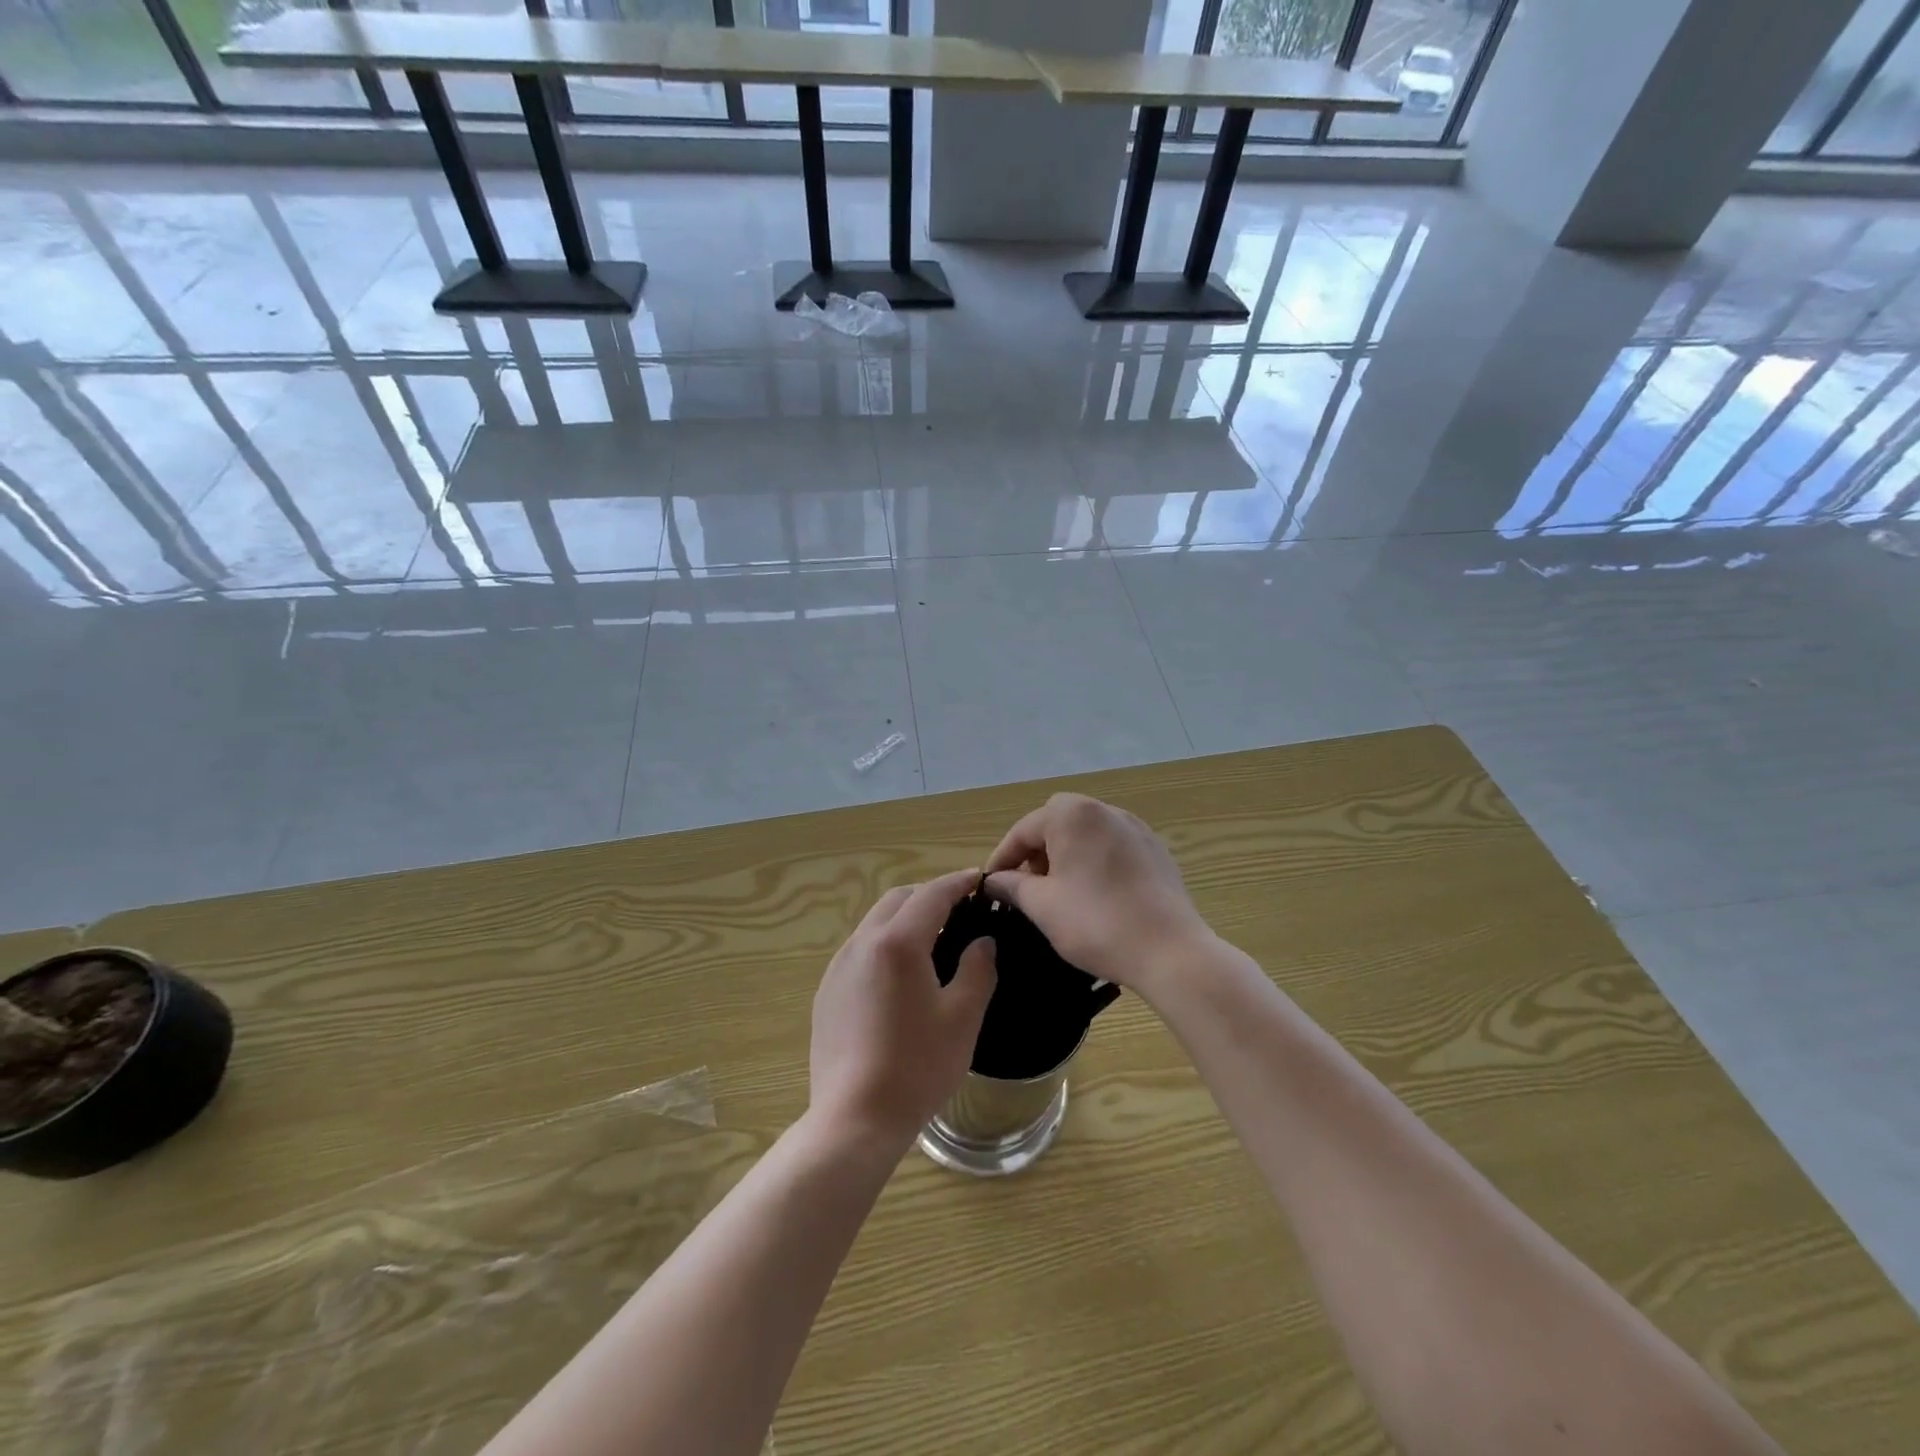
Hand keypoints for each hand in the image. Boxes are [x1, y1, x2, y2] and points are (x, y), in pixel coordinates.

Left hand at [809, 870, 997, 1155]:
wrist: (854, 1119)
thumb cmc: (917, 1067)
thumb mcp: (962, 1018)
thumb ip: (977, 969)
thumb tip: (983, 942)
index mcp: (898, 943)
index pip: (932, 894)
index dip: (958, 883)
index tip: (978, 879)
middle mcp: (862, 943)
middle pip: (898, 900)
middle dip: (930, 896)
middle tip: (959, 910)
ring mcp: (839, 967)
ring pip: (875, 922)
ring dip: (905, 919)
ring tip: (933, 940)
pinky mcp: (827, 992)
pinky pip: (861, 950)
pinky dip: (886, 944)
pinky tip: (901, 976)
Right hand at [984, 794, 1212, 1000]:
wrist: (1170, 951)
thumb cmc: (1096, 923)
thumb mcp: (1042, 906)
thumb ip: (1013, 886)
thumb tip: (994, 880)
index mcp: (1072, 815)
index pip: (1024, 829)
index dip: (1003, 858)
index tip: (991, 885)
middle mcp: (1104, 810)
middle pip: (1056, 820)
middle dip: (1037, 849)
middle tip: (1028, 884)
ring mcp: (1134, 827)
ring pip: (1086, 831)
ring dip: (1066, 853)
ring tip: (1059, 891)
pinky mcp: (1155, 849)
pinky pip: (1112, 845)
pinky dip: (1094, 860)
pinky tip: (1095, 894)